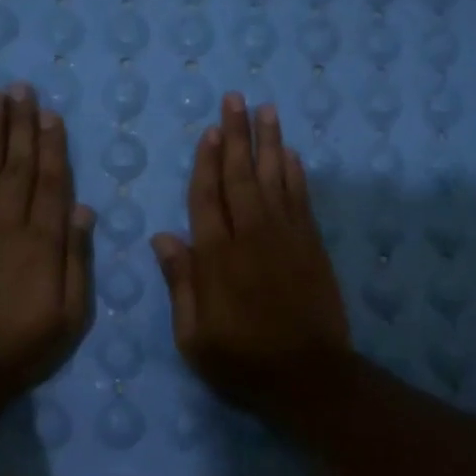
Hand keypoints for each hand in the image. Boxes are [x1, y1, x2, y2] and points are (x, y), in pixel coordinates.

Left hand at [0, 85, 93, 392]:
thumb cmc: (23, 345)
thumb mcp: (69, 314)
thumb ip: (77, 259)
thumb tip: (84, 210)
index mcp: (42, 242)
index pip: (51, 182)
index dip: (52, 145)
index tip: (50, 113)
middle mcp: (6, 224)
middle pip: (17, 166)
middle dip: (21, 125)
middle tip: (21, 88)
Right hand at [151, 94, 350, 415]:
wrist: (309, 376)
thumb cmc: (243, 361)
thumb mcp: (194, 336)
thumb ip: (181, 284)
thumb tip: (163, 237)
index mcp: (218, 257)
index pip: (207, 197)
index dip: (207, 162)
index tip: (210, 130)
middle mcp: (252, 236)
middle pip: (241, 176)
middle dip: (237, 135)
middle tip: (236, 99)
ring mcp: (287, 237)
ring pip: (275, 178)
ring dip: (270, 142)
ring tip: (266, 110)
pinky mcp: (312, 245)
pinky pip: (301, 199)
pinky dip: (296, 174)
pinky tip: (291, 154)